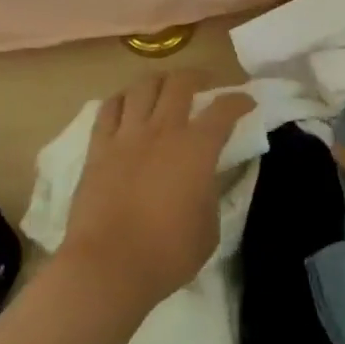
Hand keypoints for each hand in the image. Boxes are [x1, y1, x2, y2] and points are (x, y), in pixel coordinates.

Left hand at [60, 70, 254, 311]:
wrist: (109, 266)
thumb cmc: (168, 253)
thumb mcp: (210, 227)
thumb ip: (210, 193)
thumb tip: (205, 179)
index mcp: (197, 148)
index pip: (224, 109)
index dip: (239, 101)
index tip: (247, 103)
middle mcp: (163, 130)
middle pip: (180, 83)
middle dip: (197, 77)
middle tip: (204, 86)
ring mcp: (127, 136)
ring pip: (142, 86)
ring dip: (158, 81)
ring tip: (164, 89)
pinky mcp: (98, 148)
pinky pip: (108, 109)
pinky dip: (122, 100)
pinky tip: (127, 105)